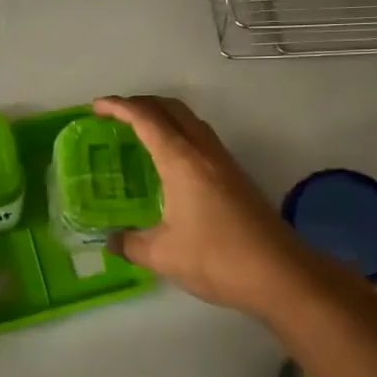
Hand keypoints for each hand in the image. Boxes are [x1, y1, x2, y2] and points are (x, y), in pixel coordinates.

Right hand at [93, 96, 316, 316]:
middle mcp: (204, 151)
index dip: (119, 107)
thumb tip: (111, 242)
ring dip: (163, 117)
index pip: (146, 118)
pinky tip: (170, 162)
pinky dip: (179, 135)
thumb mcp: (163, 255)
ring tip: (139, 133)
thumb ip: (131, 244)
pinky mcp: (236, 177)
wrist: (280, 273)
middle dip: (141, 103)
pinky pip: (201, 139)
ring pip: (190, 121)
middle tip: (115, 116)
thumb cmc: (216, 258)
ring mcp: (224, 162)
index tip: (96, 106)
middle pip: (171, 109)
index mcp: (182, 160)